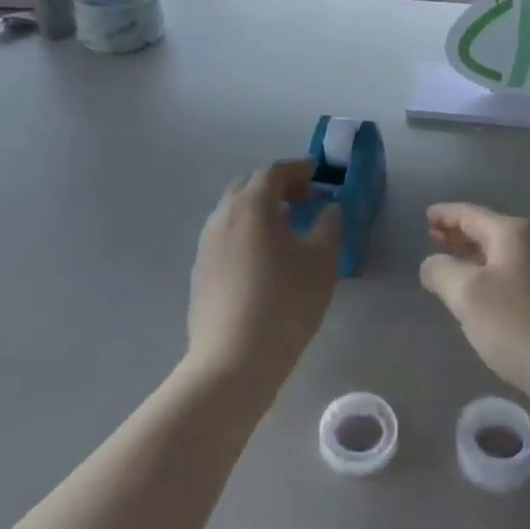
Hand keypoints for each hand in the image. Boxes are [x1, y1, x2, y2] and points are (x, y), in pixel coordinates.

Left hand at [188, 160, 342, 398]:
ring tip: (287, 229)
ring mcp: (207, 244)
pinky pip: (226, 236)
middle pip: (249, 186)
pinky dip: (247, 232)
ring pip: (234, 211)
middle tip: (304, 199)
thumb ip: (329, 225)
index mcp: (252, 204)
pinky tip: (264, 258)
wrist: (234, 359)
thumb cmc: (286, 302)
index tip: (317, 174)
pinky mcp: (200, 271)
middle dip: (278, 186)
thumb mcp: (322, 260)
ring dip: (261, 209)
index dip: (298, 168)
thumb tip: (328, 208)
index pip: (274, 171)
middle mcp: (223, 215)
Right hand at [420, 203, 529, 418]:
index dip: (445, 214)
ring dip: (479, 256)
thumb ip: (442, 272)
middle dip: (461, 234)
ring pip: (507, 253)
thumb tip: (432, 263)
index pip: (470, 214)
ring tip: (457, 265)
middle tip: (434, 238)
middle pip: (490, 230)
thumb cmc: (522, 326)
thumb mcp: (468, 296)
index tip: (426, 216)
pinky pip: (521, 274)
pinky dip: (498, 274)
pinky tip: (490, 294)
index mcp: (514, 232)